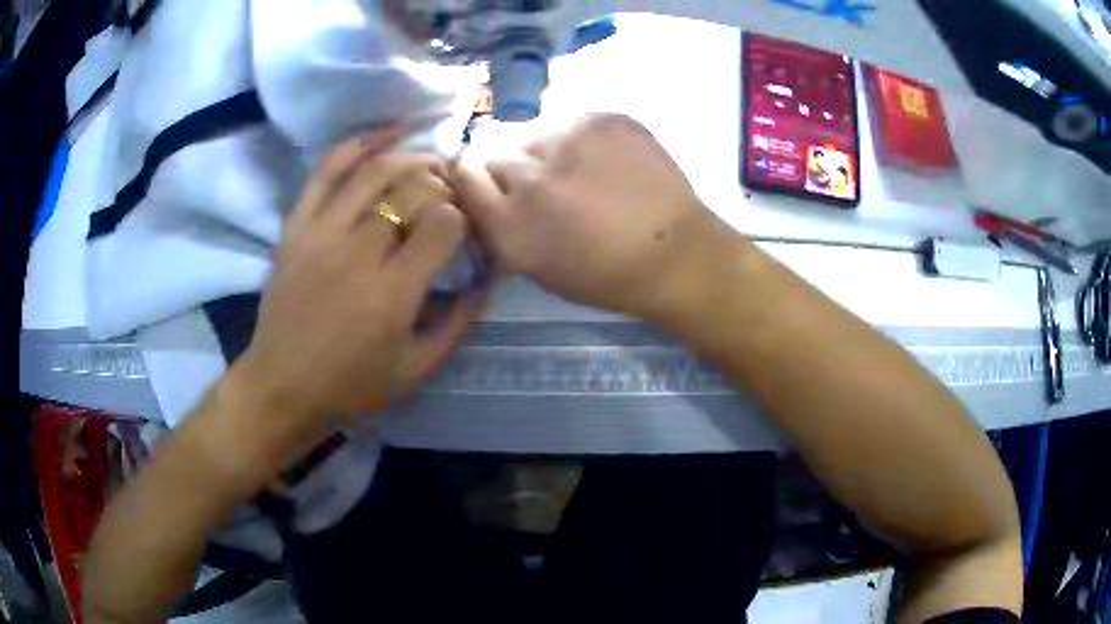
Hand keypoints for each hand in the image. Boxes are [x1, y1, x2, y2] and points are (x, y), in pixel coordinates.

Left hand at [234, 128, 486, 437]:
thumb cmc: (352, 385)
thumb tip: (488, 277)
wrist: (282, 387)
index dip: (463, 218)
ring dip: (412, 160)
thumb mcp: (418, 369)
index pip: (443, 223)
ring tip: (429, 166)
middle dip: (444, 187)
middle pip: (414, 190)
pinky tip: (387, 135)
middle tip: (452, 197)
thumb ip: (459, 322)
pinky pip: (326, 170)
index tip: (464, 231)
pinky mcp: (297, 226)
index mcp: (393, 292)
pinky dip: (359, 144)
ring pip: (376, 171)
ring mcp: (322, 232)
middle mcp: (359, 251)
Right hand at [452, 114, 722, 320]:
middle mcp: (530, 180)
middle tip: (548, 184)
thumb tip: (489, 191)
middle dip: (515, 169)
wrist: (676, 254)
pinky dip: (584, 139)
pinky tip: (609, 161)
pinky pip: (574, 122)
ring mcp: (569, 142)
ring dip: (549, 150)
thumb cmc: (607, 276)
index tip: (490, 181)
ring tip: (583, 171)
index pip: (463, 174)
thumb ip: (503, 227)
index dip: (474, 176)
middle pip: (498, 153)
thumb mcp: (538, 268)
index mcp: (510, 225)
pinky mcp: (602, 120)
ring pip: (537, 134)